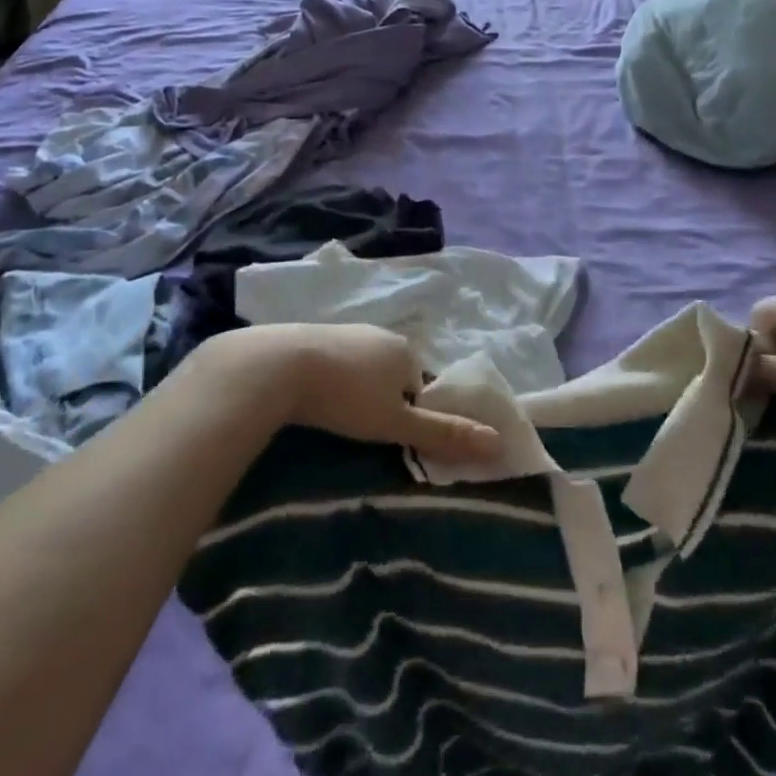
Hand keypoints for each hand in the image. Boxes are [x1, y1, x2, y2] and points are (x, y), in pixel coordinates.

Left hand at [281, 324, 502, 464]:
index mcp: (406, 351)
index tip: (385, 434)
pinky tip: (311, 395)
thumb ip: (443, 434)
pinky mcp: (312, 334)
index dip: (408, 413)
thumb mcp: (395, 423)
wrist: (278, 365)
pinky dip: (328, 377)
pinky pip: (333, 359)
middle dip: (381, 399)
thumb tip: (498, 445)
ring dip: (353, 388)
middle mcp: (380, 334)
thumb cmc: (345, 396)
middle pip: (391, 374)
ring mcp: (345, 330)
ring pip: (361, 366)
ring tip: (333, 415)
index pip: (419, 387)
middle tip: (358, 428)